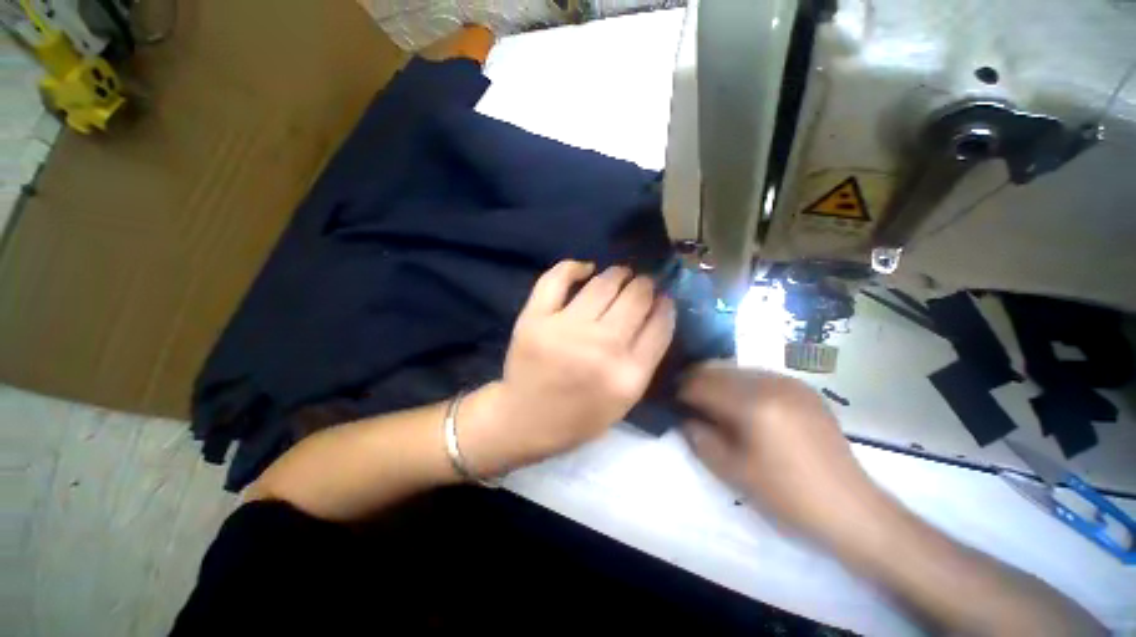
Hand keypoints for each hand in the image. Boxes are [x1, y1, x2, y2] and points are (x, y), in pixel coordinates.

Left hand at [462, 261, 674, 473]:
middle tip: (641, 285)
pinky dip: (574, 267)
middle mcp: (601, 347)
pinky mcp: (535, 318)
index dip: (665, 304)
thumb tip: (658, 308)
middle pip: (635, 298)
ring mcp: (565, 329)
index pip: (659, 324)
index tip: (662, 297)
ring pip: (603, 283)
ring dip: (617, 274)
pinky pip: (557, 278)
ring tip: (620, 276)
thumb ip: (646, 356)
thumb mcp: (626, 399)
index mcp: (628, 375)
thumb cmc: (581, 415)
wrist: (526, 419)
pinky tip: (586, 269)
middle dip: (644, 285)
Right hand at [679, 363, 877, 542]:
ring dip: (717, 380)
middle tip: (685, 397)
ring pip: (736, 369)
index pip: (701, 383)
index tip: (670, 399)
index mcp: (753, 403)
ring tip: (709, 399)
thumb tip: (683, 416)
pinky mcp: (802, 387)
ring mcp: (789, 381)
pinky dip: (740, 383)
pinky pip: (758, 375)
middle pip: (717, 369)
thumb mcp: (732, 470)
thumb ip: (699, 437)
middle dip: (696, 381)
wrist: (849, 506)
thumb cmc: (786, 494)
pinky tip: (740, 402)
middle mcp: (770, 382)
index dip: (681, 390)